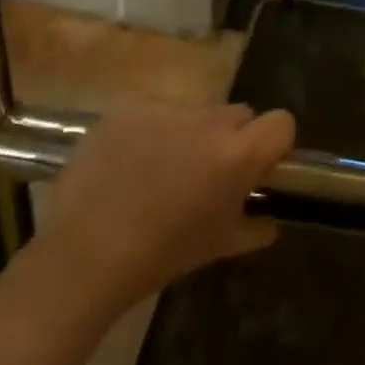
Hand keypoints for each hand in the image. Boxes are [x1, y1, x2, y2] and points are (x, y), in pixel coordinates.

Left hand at [34, 103, 295, 314]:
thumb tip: (269, 222)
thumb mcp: (217, 247)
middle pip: (238, 113)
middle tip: (207, 173)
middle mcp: (209, 120)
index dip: (275, 143)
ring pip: (195, 113)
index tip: (259, 166)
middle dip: (231, 138)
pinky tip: (128, 165)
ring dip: (190, 135)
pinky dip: (150, 133)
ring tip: (160, 172)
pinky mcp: (129, 108)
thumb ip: (254, 228)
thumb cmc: (160, 256)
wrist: (83, 256)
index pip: (282, 122)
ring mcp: (166, 109)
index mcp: (237, 154)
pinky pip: (155, 113)